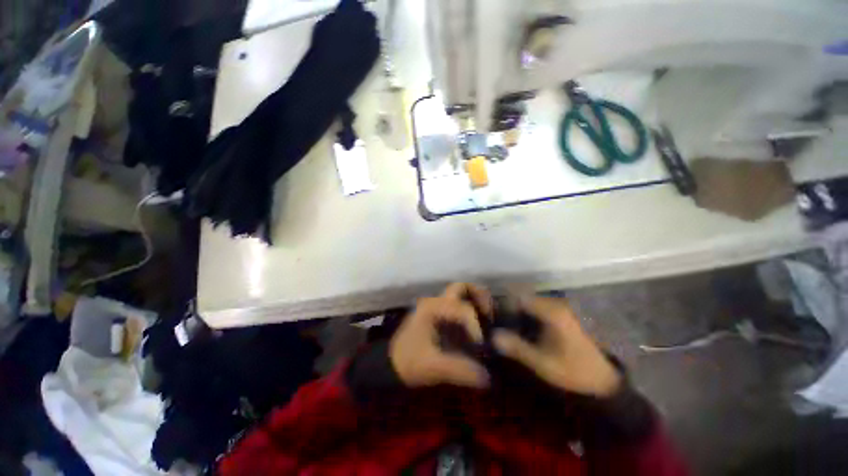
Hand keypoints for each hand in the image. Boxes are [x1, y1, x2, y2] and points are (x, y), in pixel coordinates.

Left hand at [390, 283, 491, 387]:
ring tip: (488, 318)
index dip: (475, 325)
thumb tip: (488, 377)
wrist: (390, 365)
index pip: (461, 308)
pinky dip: (470, 310)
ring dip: (475, 301)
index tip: (482, 345)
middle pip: (461, 288)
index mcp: (432, 308)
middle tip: (491, 313)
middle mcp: (435, 302)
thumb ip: (459, 370)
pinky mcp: (438, 316)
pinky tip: (477, 327)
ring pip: (460, 294)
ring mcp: (436, 307)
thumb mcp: (432, 367)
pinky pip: (458, 306)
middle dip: (479, 296)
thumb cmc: (409, 362)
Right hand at [492, 296, 620, 396]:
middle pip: (524, 296)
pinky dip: (526, 313)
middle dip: (509, 306)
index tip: (492, 315)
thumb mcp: (542, 363)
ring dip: (517, 309)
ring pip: (530, 301)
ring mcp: (560, 308)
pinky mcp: (562, 314)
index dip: (503, 304)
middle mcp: (556, 304)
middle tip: (497, 320)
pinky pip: (537, 307)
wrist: (602, 380)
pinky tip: (521, 326)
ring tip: (506, 323)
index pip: (519, 297)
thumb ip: (517, 347)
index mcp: (552, 312)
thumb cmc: (573, 371)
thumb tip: (492, 336)